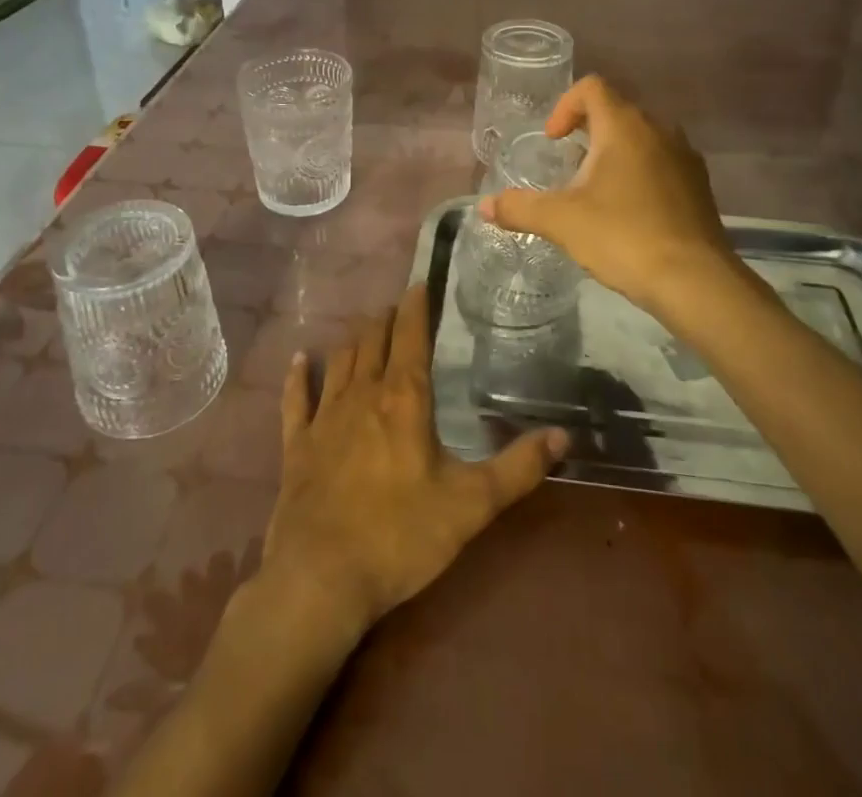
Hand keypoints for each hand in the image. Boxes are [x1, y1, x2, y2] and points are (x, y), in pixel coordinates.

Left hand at [260, 286, 567, 642]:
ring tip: (364, 326)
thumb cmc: (401, 536)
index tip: (419, 284)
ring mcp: (324, 418)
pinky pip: (296, 399)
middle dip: (386, 319)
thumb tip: (565, 436)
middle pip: (372, 341)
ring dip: (353, 340)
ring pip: (340, 361)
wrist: (321, 578)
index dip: (415, 307)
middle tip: (396, 306)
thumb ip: (518, 469)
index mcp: (403, 400)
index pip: (410, 336)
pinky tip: (300, 360)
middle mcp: (362, 395)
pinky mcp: (297, 445)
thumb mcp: (471, 505)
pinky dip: (299, 377)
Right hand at [478, 75, 749, 319]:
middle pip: (618, 111)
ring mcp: (685, 157)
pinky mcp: (700, 186)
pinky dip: (640, 173)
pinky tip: (628, 212)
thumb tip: (484, 206)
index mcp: (624, 126)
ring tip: (595, 190)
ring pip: (643, 137)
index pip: (592, 88)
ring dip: (615, 153)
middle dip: (588, 131)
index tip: (553, 140)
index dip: (565, 106)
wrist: (695, 281)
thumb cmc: (623, 236)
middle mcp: (659, 130)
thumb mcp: (561, 221)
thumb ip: (519, 208)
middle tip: (568, 165)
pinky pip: (662, 163)